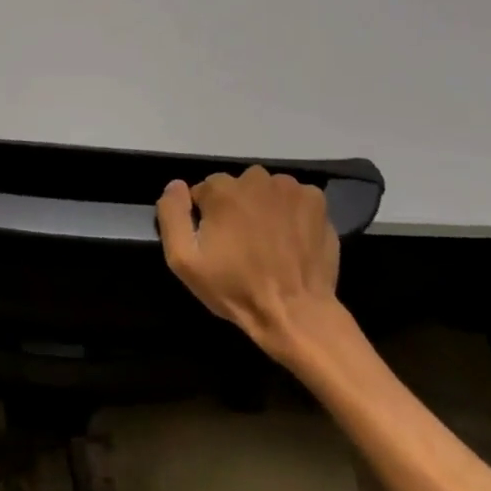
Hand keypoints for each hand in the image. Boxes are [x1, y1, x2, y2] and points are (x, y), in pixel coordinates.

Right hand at [156, 167, 340, 353]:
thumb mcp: (184, 260)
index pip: (204, 192)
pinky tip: (292, 239)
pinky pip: (295, 199)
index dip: (206, 218)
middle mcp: (256, 178)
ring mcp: (291, 188)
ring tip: (269, 243)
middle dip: (235, 209)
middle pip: (236, 187)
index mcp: (222, 189)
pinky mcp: (317, 202)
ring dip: (263, 208)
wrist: (296, 312)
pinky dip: (291, 213)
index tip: (215, 244)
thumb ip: (172, 215)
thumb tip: (175, 186)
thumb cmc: (235, 288)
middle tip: (242, 245)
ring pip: (266, 191)